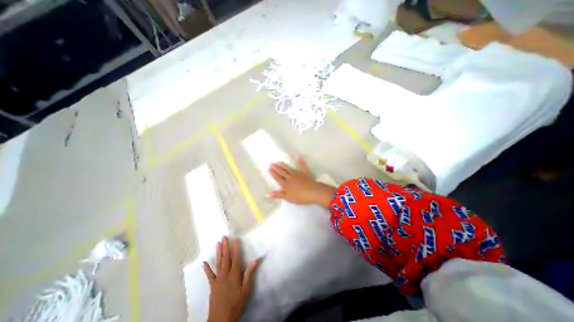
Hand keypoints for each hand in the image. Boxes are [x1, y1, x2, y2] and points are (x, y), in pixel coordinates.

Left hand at [204, 236, 257, 321]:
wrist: (221, 320)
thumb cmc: (236, 304)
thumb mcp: (246, 290)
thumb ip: (249, 274)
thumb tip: (256, 260)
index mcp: (234, 275)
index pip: (236, 258)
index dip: (236, 248)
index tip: (235, 238)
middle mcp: (225, 274)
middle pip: (226, 258)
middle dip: (225, 247)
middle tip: (224, 237)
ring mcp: (218, 279)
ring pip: (218, 263)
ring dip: (218, 252)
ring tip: (218, 243)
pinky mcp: (212, 286)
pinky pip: (209, 275)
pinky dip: (207, 268)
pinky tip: (204, 262)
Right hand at [268, 155, 337, 207]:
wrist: (313, 192)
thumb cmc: (300, 197)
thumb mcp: (288, 198)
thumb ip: (278, 195)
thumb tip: (268, 194)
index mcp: (285, 184)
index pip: (277, 178)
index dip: (273, 173)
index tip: (269, 168)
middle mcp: (290, 177)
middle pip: (281, 172)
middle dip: (276, 168)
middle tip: (271, 163)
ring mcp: (297, 174)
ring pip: (288, 168)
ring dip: (283, 165)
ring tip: (278, 162)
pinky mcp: (304, 172)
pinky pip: (301, 165)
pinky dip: (299, 161)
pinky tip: (297, 156)